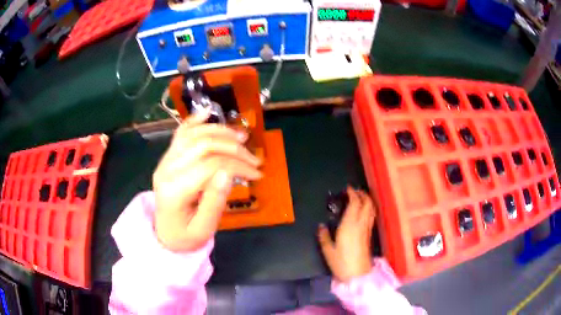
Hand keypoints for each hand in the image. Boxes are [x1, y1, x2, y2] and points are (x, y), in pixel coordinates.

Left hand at [153, 111, 261, 251]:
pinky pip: (180, 133)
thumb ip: (214, 201)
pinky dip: (194, 121)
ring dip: (220, 131)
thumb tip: (229, 172)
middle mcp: (167, 169)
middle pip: (203, 145)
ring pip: (193, 134)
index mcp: (175, 190)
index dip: (238, 165)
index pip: (211, 166)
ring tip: (242, 136)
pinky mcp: (168, 157)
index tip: (257, 173)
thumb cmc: (186, 236)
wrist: (164, 234)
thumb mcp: (204, 228)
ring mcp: (165, 160)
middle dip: (233, 148)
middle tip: (254, 158)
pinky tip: (207, 112)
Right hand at [318, 187, 375, 282]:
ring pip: (371, 209)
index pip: (355, 204)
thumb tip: (321, 226)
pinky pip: (371, 216)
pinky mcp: (369, 235)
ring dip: (368, 200)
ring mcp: (367, 229)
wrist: (357, 274)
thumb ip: (323, 236)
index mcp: (350, 225)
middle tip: (355, 191)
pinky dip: (369, 209)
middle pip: (367, 203)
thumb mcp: (328, 250)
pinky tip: (364, 211)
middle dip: (363, 194)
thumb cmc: (341, 262)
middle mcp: (361, 224)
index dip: (353, 194)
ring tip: (361, 197)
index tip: (348, 188)